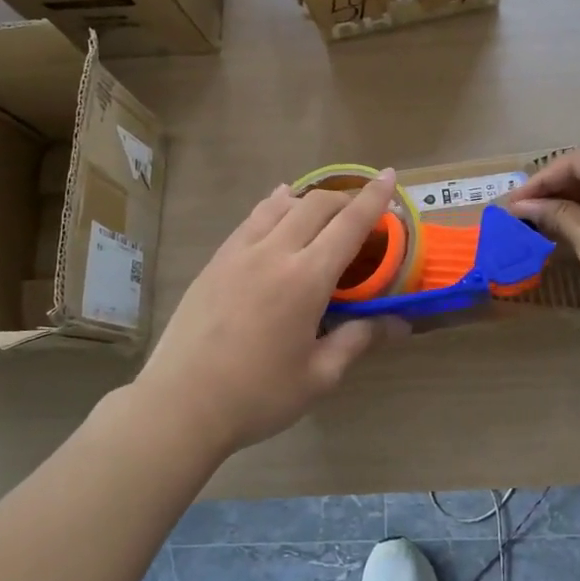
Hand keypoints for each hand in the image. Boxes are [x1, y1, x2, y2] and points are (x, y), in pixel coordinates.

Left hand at [136, 173, 408, 456]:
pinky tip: (277, 207)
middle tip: (362, 213)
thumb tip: (399, 324)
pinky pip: (251, 219)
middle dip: (345, 199)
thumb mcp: (319, 375)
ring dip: (309, 200)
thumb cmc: (258, 395)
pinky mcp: (215, 262)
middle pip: (316, 205)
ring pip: (280, 205)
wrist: (181, 404)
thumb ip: (358, 339)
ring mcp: (239, 253)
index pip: (349, 224)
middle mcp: (274, 253)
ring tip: (323, 209)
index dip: (374, 198)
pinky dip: (274, 206)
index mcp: (306, 279)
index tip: (389, 176)